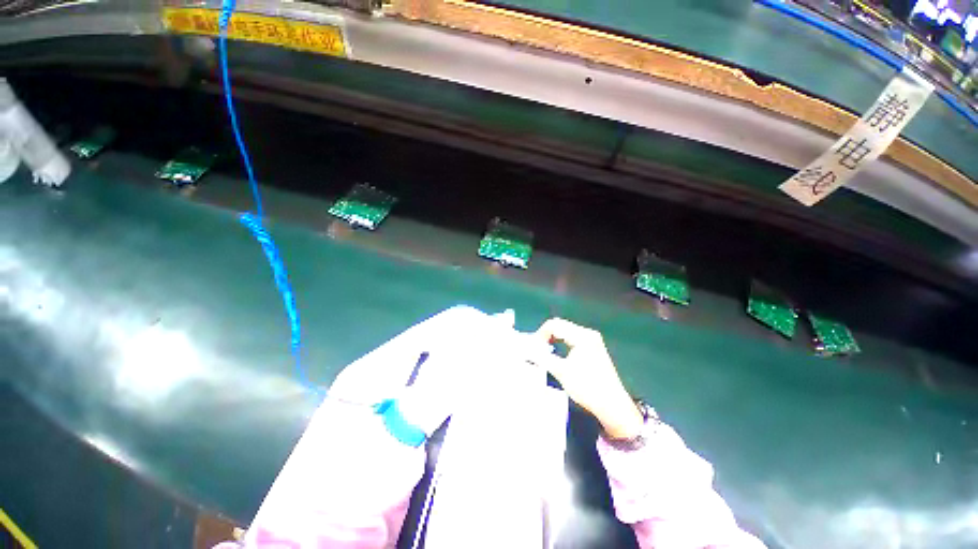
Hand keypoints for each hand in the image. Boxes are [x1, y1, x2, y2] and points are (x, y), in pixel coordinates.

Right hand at [534, 318, 643, 438]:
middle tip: (535, 349)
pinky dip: (561, 343)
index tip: (532, 347)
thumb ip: (543, 357)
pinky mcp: (593, 348)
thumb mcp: (562, 372)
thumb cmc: (587, 388)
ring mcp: (592, 340)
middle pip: (560, 326)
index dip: (540, 334)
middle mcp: (588, 334)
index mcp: (582, 336)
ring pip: (566, 332)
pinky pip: (572, 338)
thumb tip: (528, 350)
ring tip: (542, 351)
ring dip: (552, 339)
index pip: (555, 324)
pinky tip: (555, 352)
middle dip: (545, 335)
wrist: (612, 406)